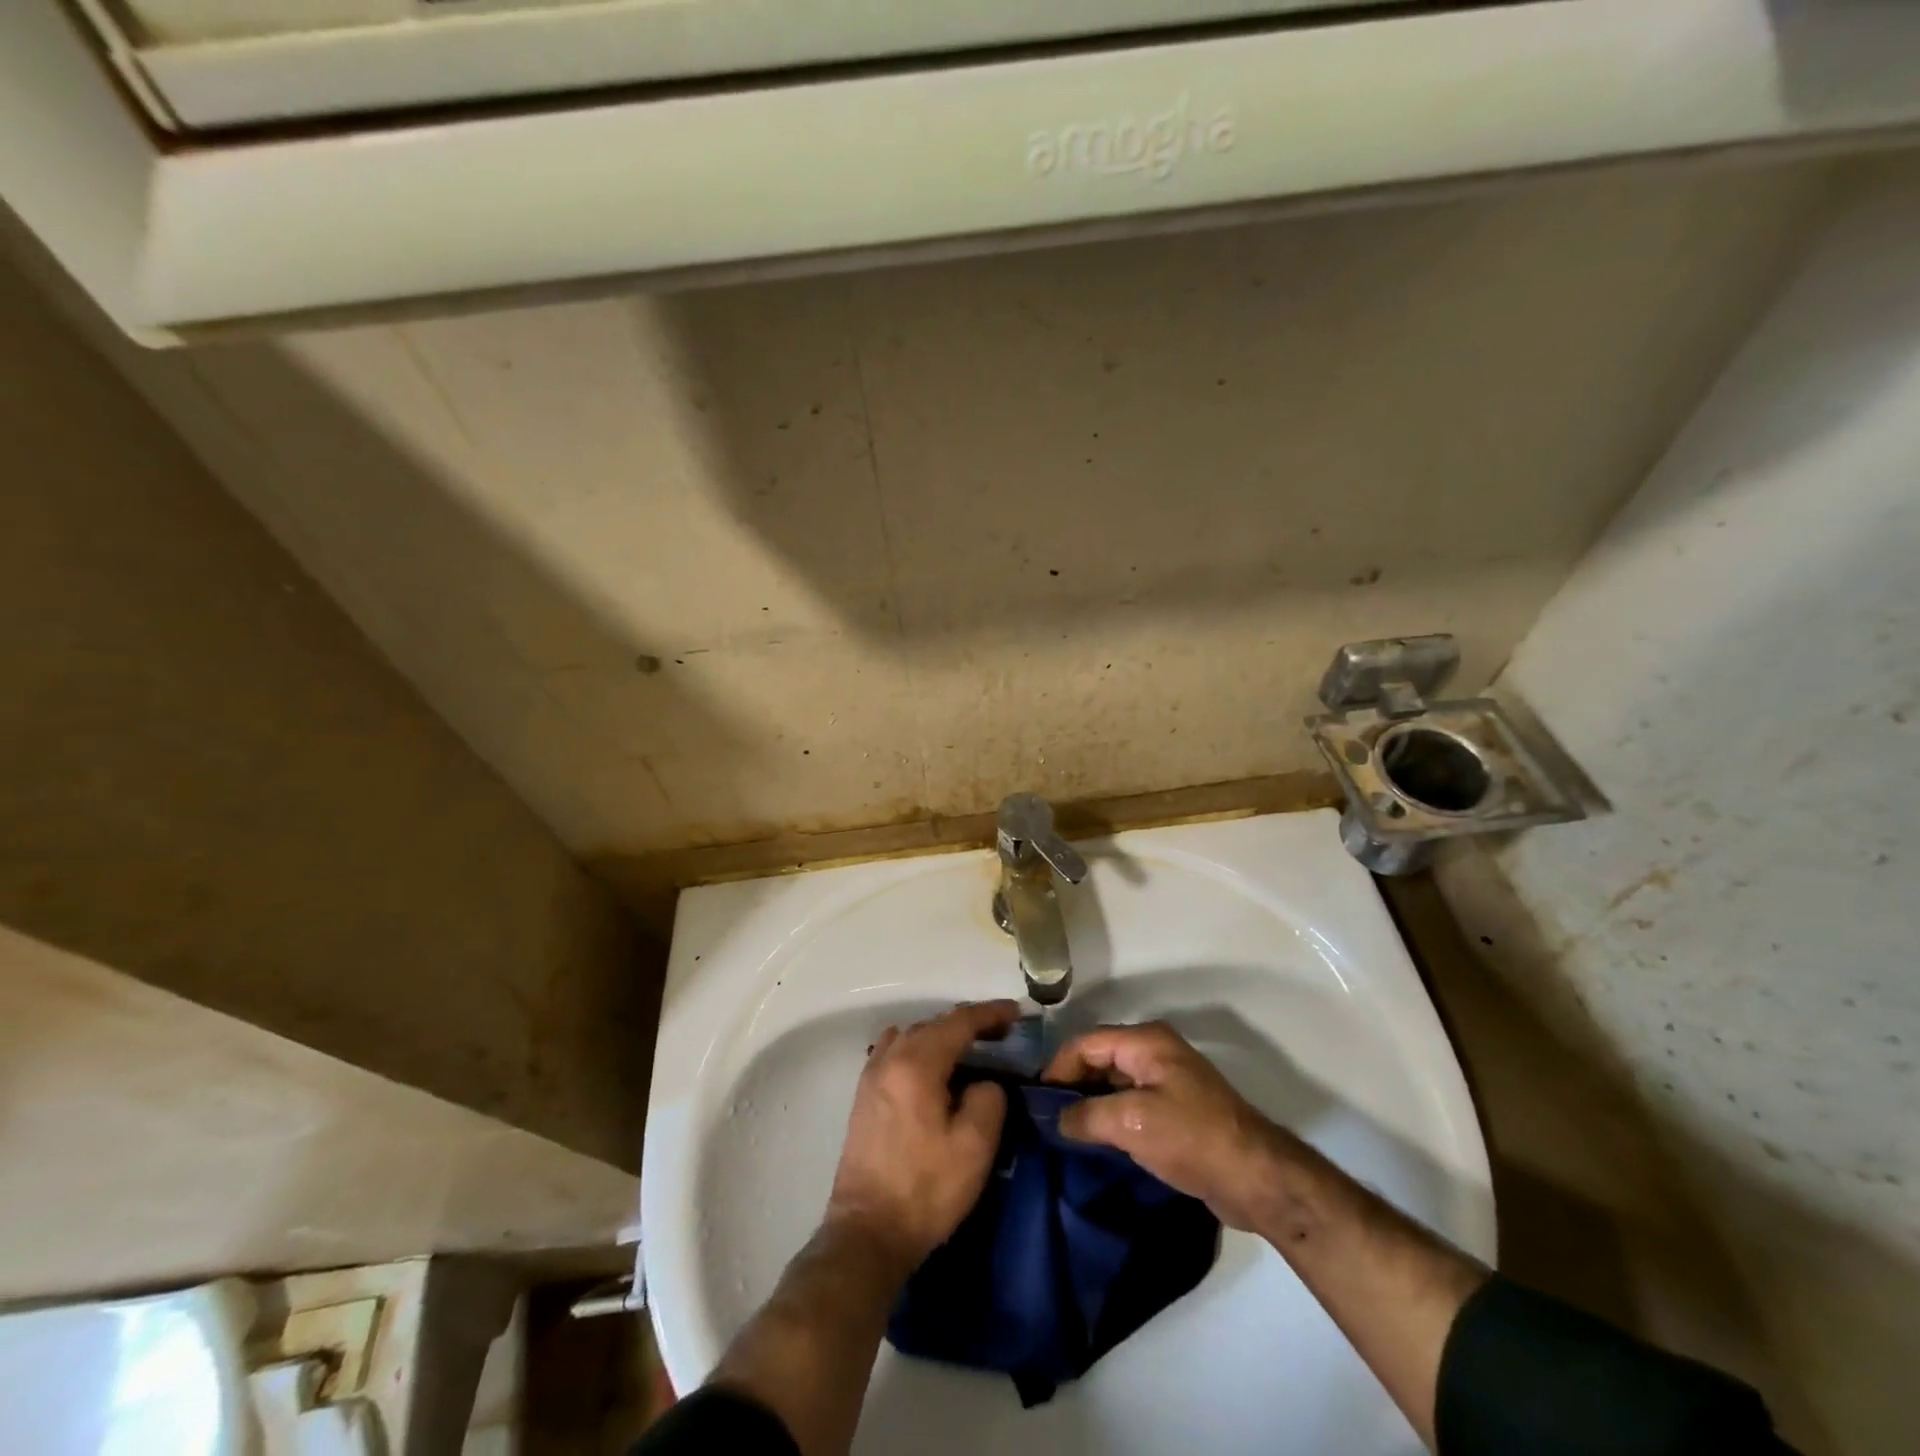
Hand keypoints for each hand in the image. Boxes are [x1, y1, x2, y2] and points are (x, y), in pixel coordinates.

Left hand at [825, 1000, 1018, 1276]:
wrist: (868, 1233)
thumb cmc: (926, 1189)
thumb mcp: (975, 1146)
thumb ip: (989, 1099)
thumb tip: (984, 1083)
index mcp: (917, 1064)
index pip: (958, 1022)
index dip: (990, 1014)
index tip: (1016, 1012)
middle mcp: (890, 1059)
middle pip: (933, 1024)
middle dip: (967, 1023)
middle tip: (1000, 1033)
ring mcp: (871, 1075)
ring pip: (912, 1036)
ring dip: (941, 1035)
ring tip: (968, 1050)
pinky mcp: (863, 1096)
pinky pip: (894, 1052)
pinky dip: (919, 1049)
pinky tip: (931, 1069)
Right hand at [1045, 1021, 1289, 1230]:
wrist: (1256, 1177)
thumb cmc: (1191, 1138)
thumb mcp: (1132, 1123)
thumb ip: (1087, 1116)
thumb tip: (1057, 1119)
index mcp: (1146, 1042)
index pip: (1087, 1043)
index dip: (1059, 1067)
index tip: (1036, 1099)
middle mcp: (1155, 1052)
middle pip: (1100, 1059)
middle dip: (1073, 1084)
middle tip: (1045, 1117)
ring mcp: (1167, 1080)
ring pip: (1114, 1083)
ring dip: (1091, 1103)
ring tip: (1063, 1131)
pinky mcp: (1175, 1110)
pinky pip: (1131, 1104)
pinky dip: (1110, 1117)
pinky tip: (1095, 1141)